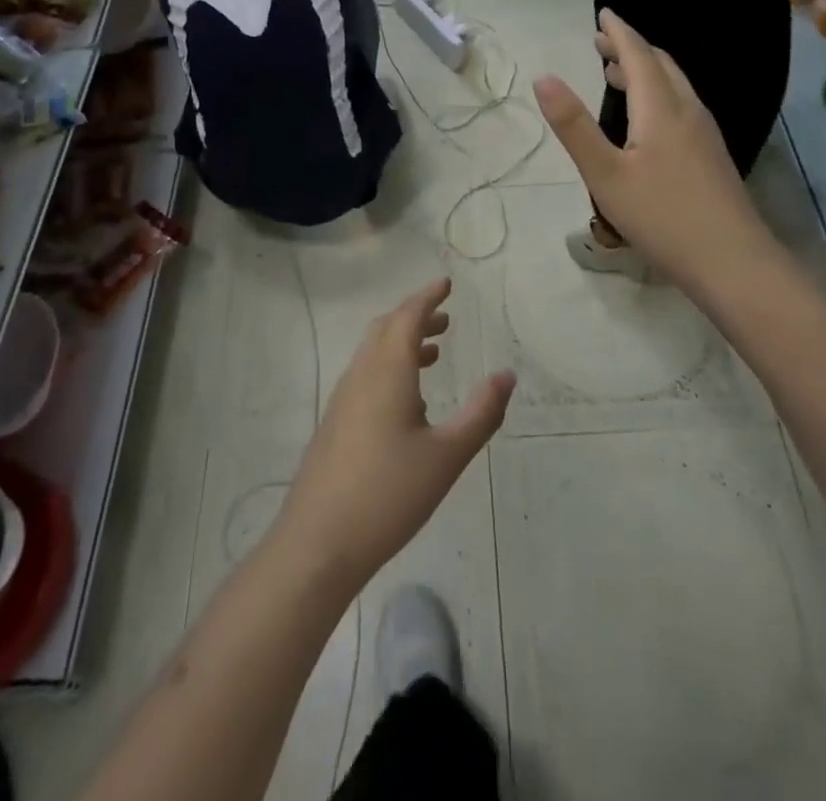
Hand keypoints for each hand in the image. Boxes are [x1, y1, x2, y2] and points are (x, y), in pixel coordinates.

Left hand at [276, 280, 513, 588]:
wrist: (319, 541)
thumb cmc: (389, 494)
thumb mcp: (447, 455)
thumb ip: (481, 413)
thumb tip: (507, 375)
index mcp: (387, 370)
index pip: (407, 316)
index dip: (427, 296)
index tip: (446, 283)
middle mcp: (361, 374)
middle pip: (386, 328)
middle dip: (415, 316)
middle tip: (445, 319)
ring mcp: (343, 398)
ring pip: (372, 352)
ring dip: (401, 341)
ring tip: (433, 354)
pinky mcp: (334, 422)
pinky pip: (365, 374)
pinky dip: (389, 365)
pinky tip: (406, 401)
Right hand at [533, 10, 781, 301]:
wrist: (734, 263)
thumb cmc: (662, 217)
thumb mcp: (605, 175)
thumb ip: (573, 126)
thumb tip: (543, 78)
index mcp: (661, 109)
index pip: (639, 55)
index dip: (619, 32)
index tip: (603, 14)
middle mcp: (687, 111)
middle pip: (661, 65)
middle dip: (631, 48)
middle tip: (601, 42)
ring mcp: (705, 134)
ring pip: (674, 86)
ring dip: (645, 71)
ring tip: (615, 74)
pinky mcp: (711, 156)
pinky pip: (681, 106)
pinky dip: (657, 94)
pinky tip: (646, 119)